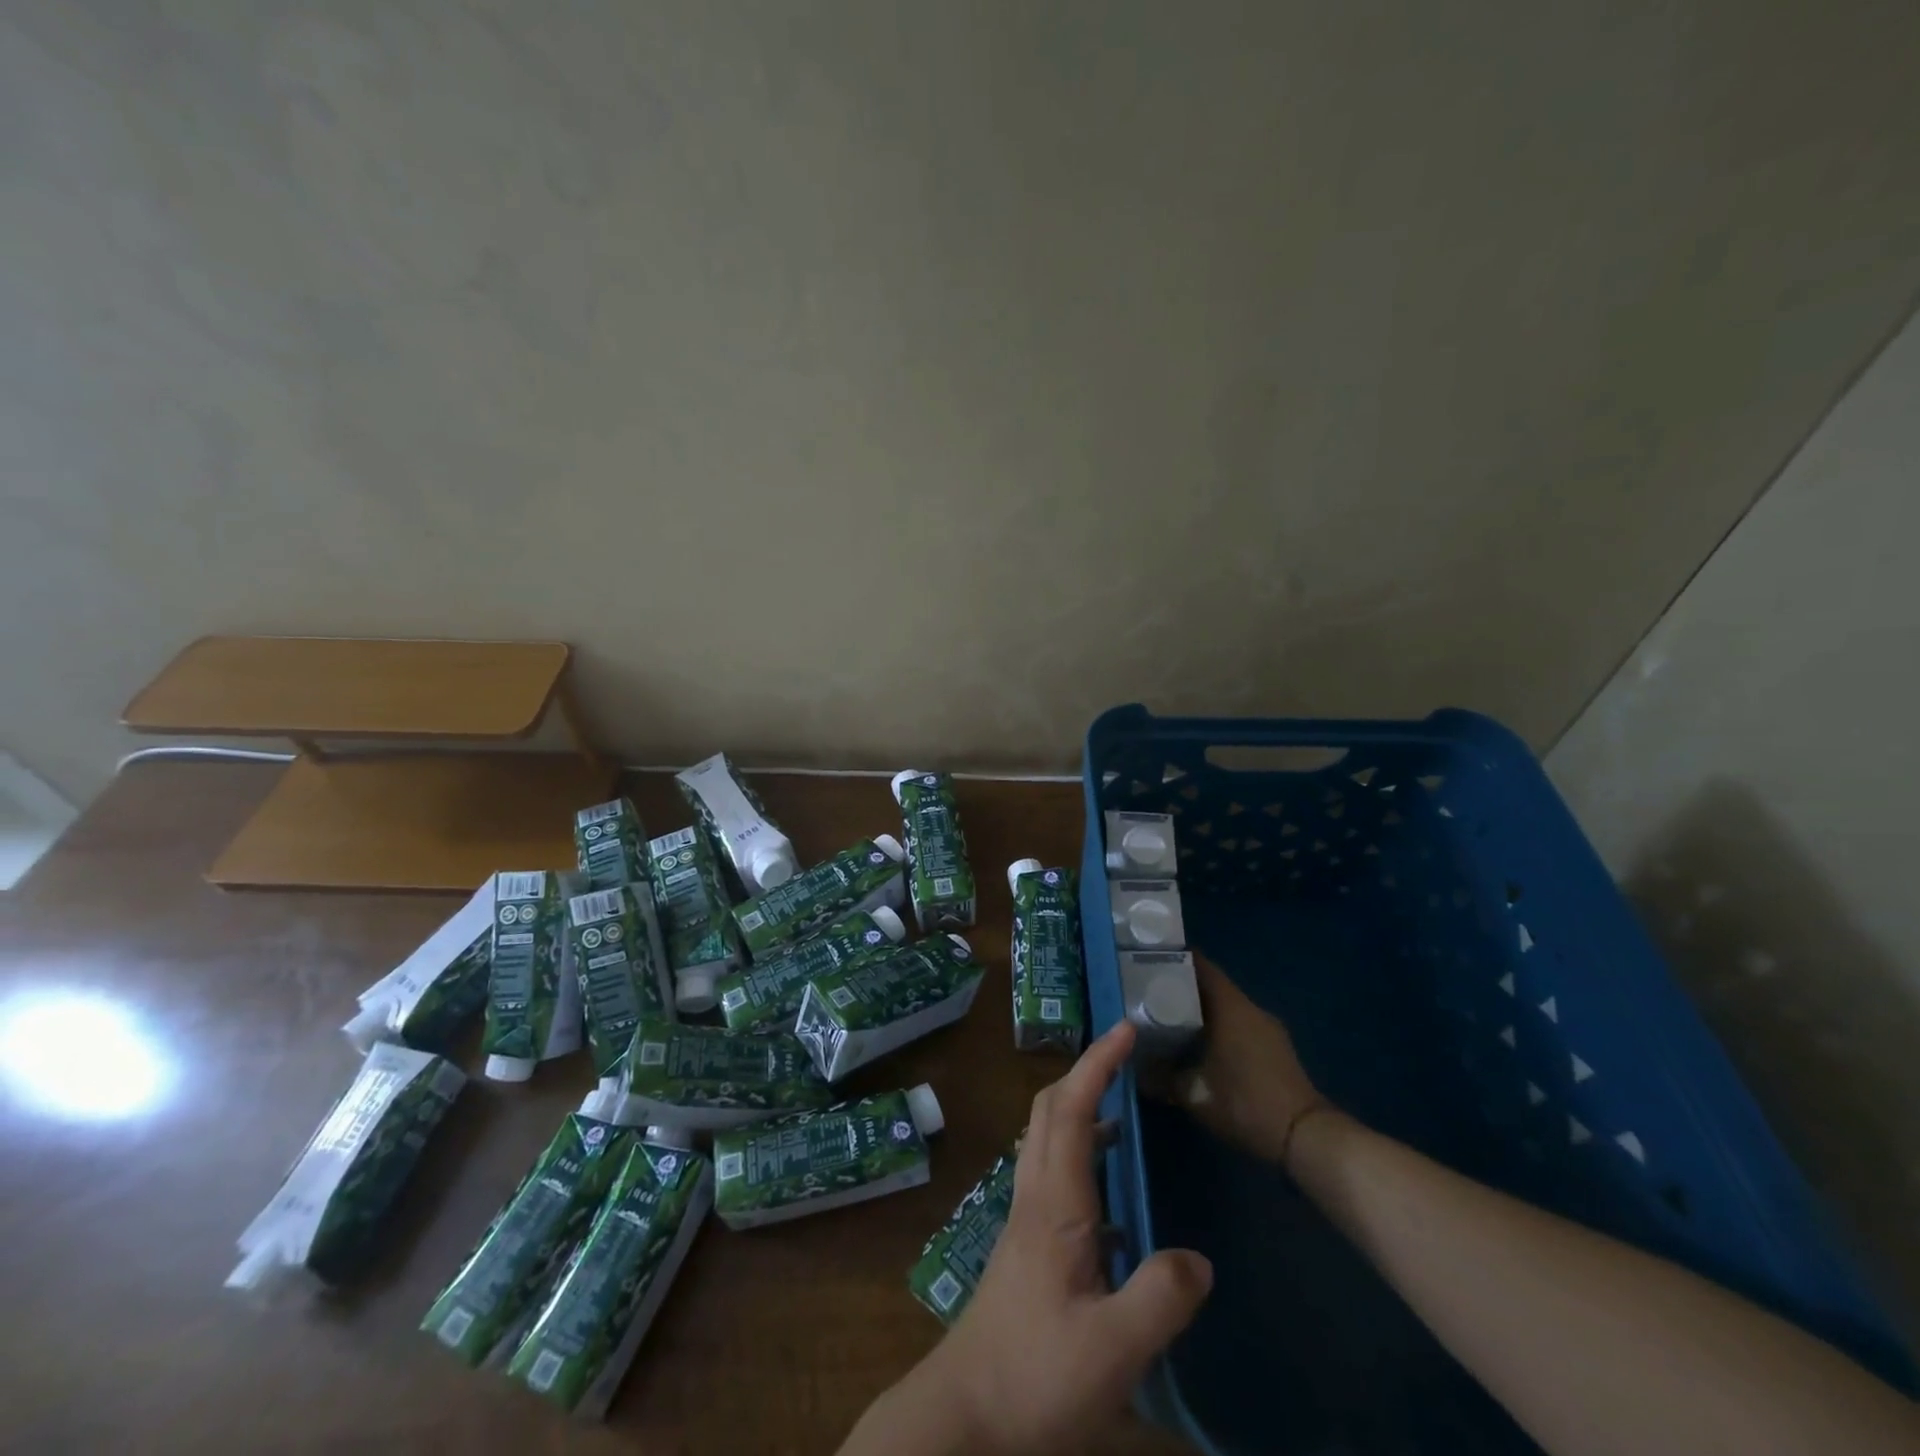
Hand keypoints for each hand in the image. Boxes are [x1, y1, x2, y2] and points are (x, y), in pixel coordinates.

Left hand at [843, 1021, 1212, 1455]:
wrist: (966, 1416)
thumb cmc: (1035, 1374)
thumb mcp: (1112, 1349)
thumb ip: (1160, 1298)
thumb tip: (1199, 1258)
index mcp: (1054, 1203)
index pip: (1072, 1109)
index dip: (1098, 1063)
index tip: (1125, 1028)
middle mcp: (1035, 1196)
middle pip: (1050, 1110)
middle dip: (1085, 1072)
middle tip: (1125, 1059)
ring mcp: (1026, 1220)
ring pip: (1048, 1140)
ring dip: (1082, 1112)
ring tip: (1128, 1118)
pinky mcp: (1028, 1247)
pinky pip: (1055, 1177)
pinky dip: (1084, 1159)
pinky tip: (1118, 1205)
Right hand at [1159, 952, 1325, 1163]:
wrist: (1305, 1138)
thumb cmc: (1244, 1103)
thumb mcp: (1193, 1094)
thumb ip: (1161, 1077)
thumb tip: (1135, 1069)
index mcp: (1230, 1006)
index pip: (1200, 965)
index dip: (1174, 959)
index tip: (1148, 960)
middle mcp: (1250, 1008)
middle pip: (1212, 985)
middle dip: (1182, 988)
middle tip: (1150, 994)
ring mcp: (1268, 1028)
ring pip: (1227, 1007)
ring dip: (1202, 1010)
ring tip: (1170, 1020)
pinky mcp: (1277, 1048)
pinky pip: (1241, 1025)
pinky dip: (1220, 1028)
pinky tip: (1202, 1047)